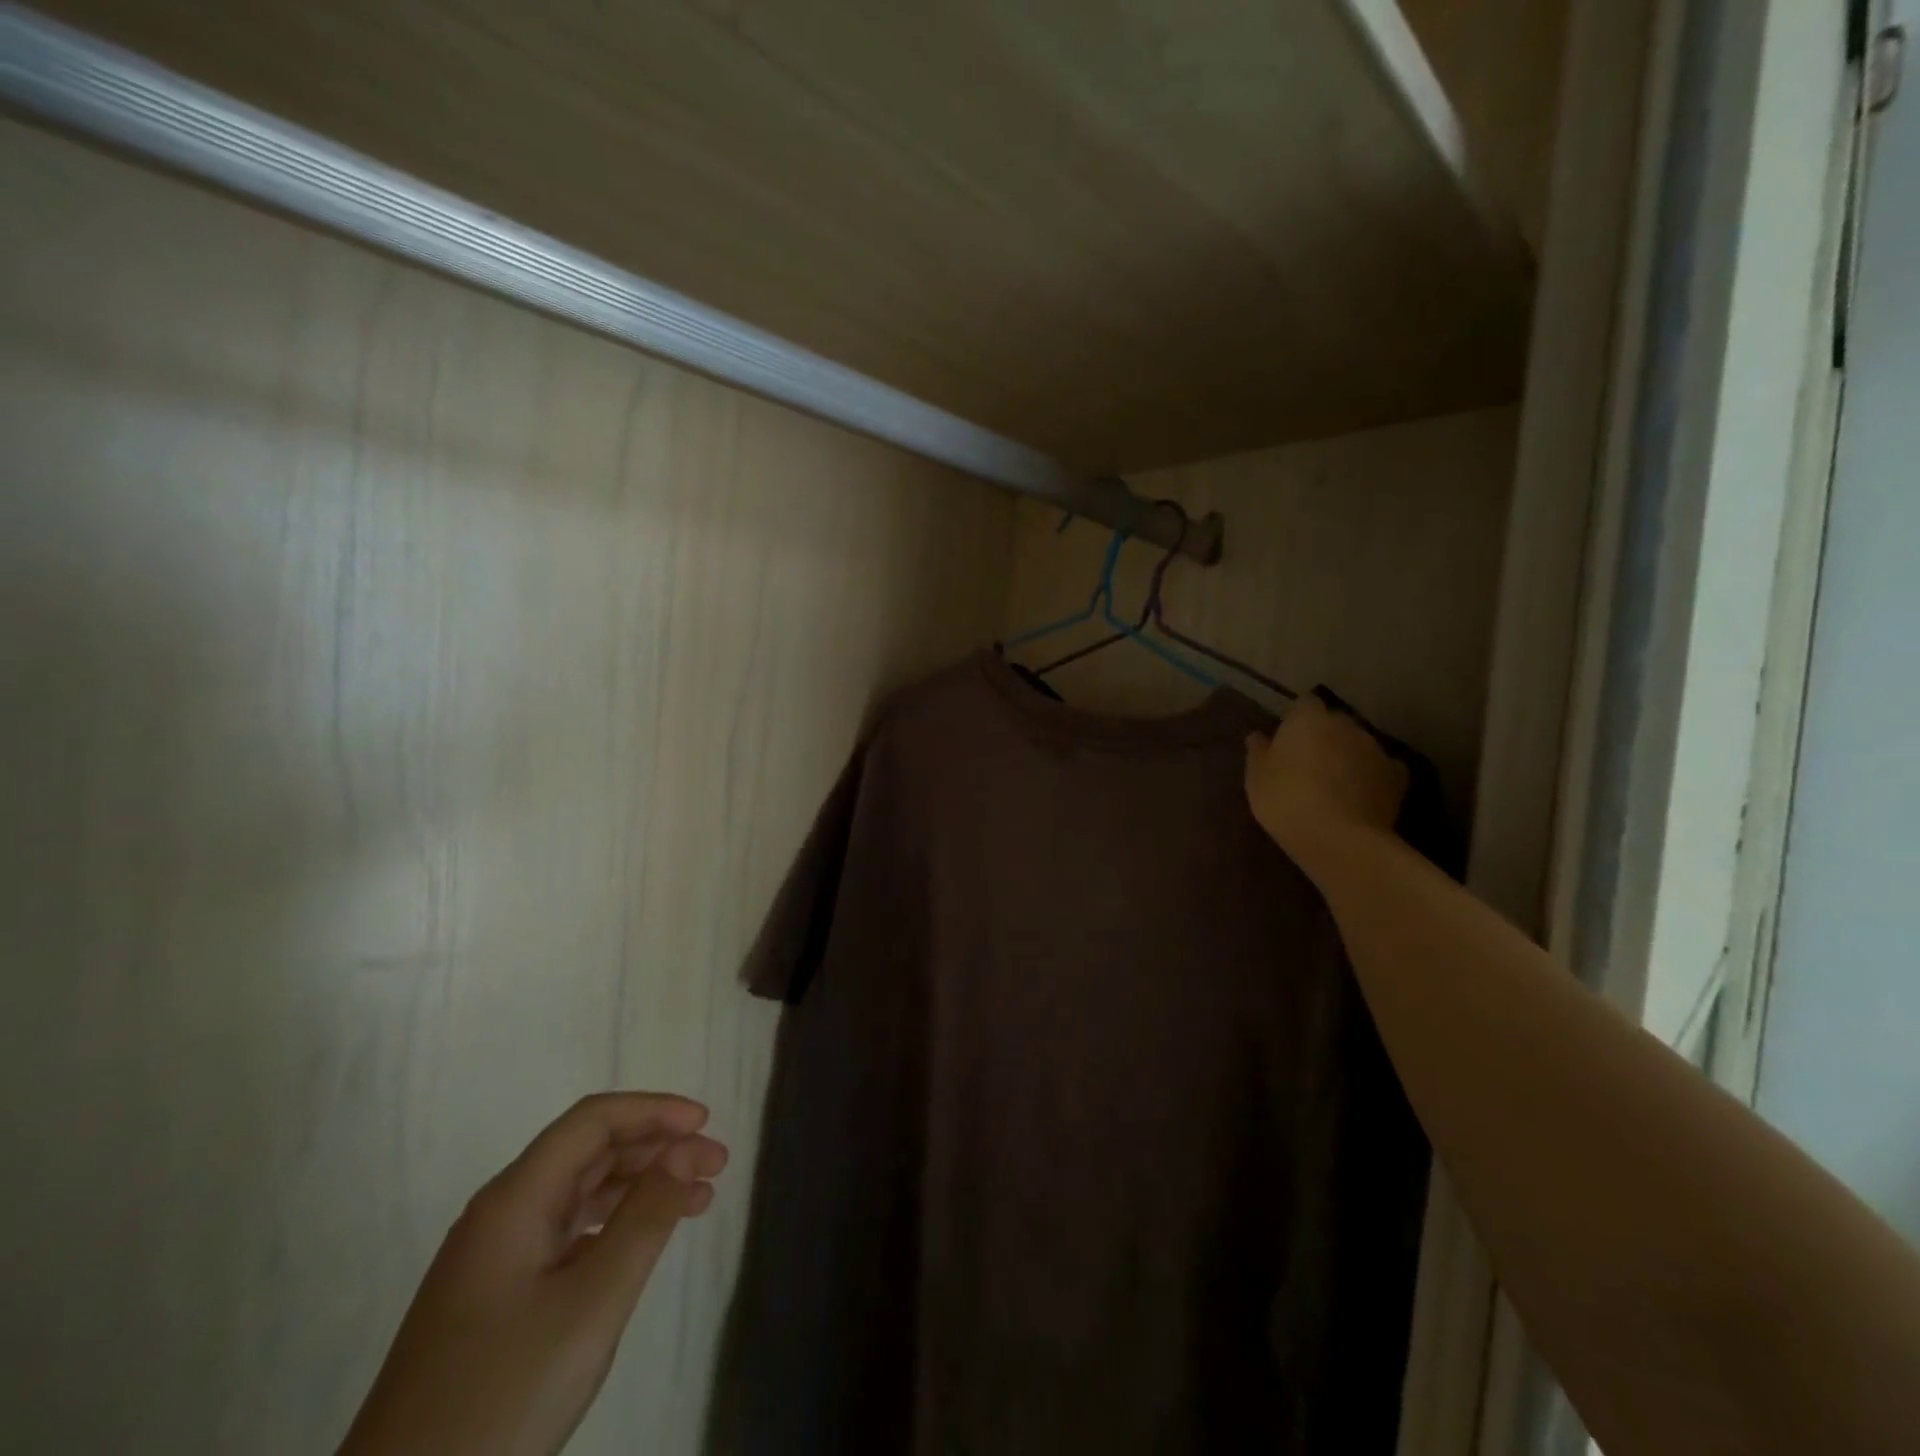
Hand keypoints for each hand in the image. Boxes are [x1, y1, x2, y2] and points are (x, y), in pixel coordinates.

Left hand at [340, 1093, 728, 1455]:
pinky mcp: (495, 1298)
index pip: (593, 1121)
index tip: (707, 1124)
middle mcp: (501, 1213)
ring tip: (698, 1198)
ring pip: (580, 1192)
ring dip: (641, 1184)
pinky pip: (566, 1233)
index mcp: (514, 1199)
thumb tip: (687, 1150)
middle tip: (716, 1164)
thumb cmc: (504, 1394)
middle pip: (588, 1151)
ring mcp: (494, 1258)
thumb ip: (646, 1216)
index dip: (654, 1110)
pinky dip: (614, 1223)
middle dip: (657, 1146)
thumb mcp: (593, 1302)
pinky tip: (644, 1240)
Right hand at [1245, 695, 1407, 864]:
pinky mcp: (1397, 776)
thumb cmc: (1286, 799)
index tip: (1286, 740)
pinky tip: (1361, 796)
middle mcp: (1345, 725)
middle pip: (1334, 722)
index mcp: (1309, 719)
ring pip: (1358, 744)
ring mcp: (1375, 748)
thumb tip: (1258, 736)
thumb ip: (1258, 751)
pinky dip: (1371, 777)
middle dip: (1324, 737)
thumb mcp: (1256, 777)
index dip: (1296, 720)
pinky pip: (1380, 769)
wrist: (1338, 838)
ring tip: (1334, 783)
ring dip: (1347, 756)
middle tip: (1308, 763)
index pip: (1304, 704)